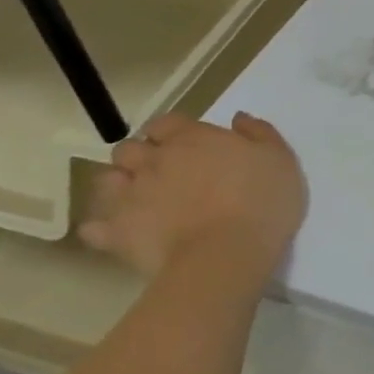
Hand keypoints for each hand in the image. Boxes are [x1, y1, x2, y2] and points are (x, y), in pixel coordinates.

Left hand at [80, 112, 305, 282]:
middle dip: (139, 157)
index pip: (166, 123)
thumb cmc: (261, 202)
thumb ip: (259, 133)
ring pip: (106, 181)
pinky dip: (101, 229)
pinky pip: (94, 228)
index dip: (171, 132)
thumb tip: (237, 118)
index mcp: (193, 138)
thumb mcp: (280, 159)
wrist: (227, 255)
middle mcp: (155, 160)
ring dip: (118, 186)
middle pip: (129, 148)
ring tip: (137, 201)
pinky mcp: (118, 233)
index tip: (185, 145)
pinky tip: (114, 234)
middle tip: (161, 174)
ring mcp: (132, 196)